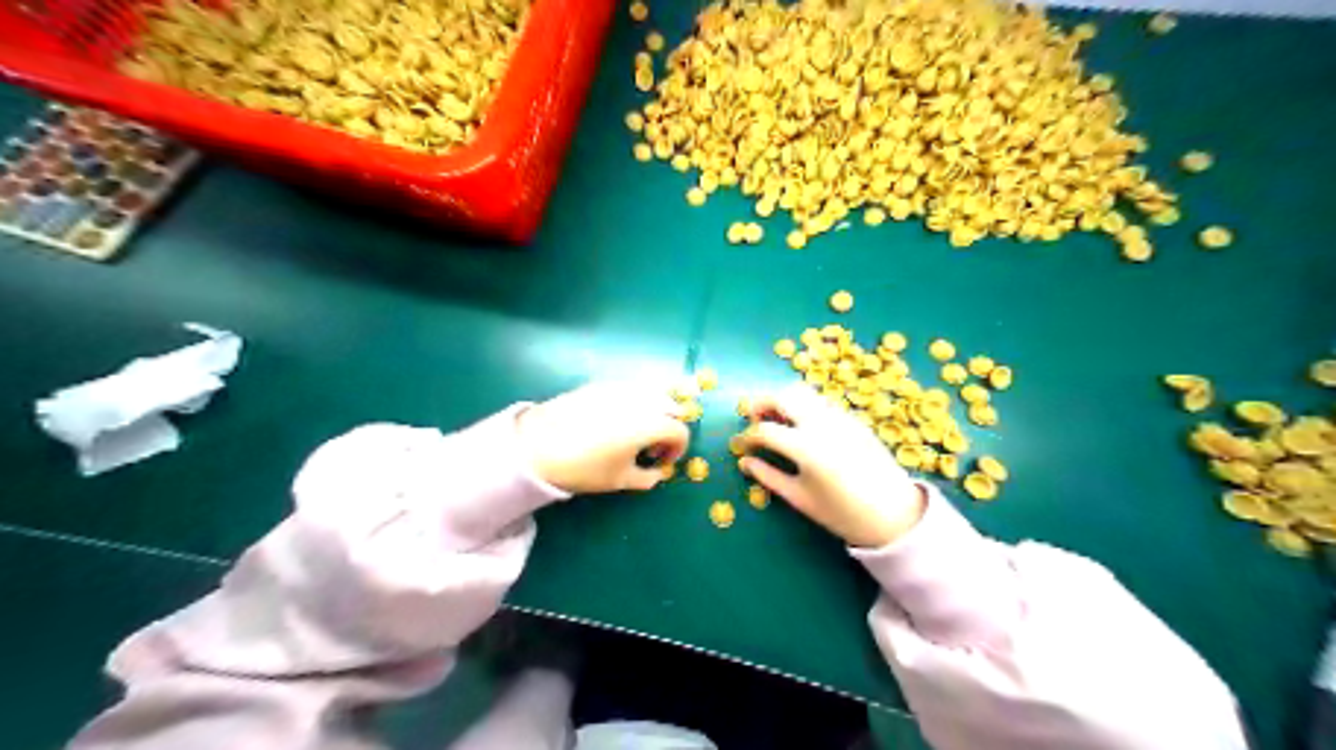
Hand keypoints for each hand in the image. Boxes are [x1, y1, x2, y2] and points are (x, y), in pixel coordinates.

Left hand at [515, 383, 693, 496]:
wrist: (537, 446)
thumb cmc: (584, 468)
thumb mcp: (619, 480)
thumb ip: (647, 477)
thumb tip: (657, 473)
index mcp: (650, 423)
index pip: (679, 431)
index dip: (678, 449)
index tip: (663, 461)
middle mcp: (640, 400)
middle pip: (670, 406)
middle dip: (669, 426)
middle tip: (653, 446)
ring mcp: (620, 388)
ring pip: (652, 393)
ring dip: (654, 411)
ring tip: (636, 431)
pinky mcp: (601, 384)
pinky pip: (630, 389)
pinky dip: (635, 402)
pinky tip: (616, 420)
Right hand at [736, 384, 925, 547]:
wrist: (893, 514)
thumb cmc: (842, 513)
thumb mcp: (799, 498)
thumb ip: (768, 476)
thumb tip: (745, 462)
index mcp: (805, 447)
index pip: (765, 430)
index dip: (747, 436)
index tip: (741, 445)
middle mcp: (821, 423)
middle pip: (782, 396)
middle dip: (760, 403)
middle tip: (753, 419)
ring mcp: (839, 417)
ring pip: (803, 392)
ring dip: (783, 400)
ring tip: (777, 420)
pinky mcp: (853, 418)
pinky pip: (821, 402)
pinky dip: (804, 406)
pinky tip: (802, 427)